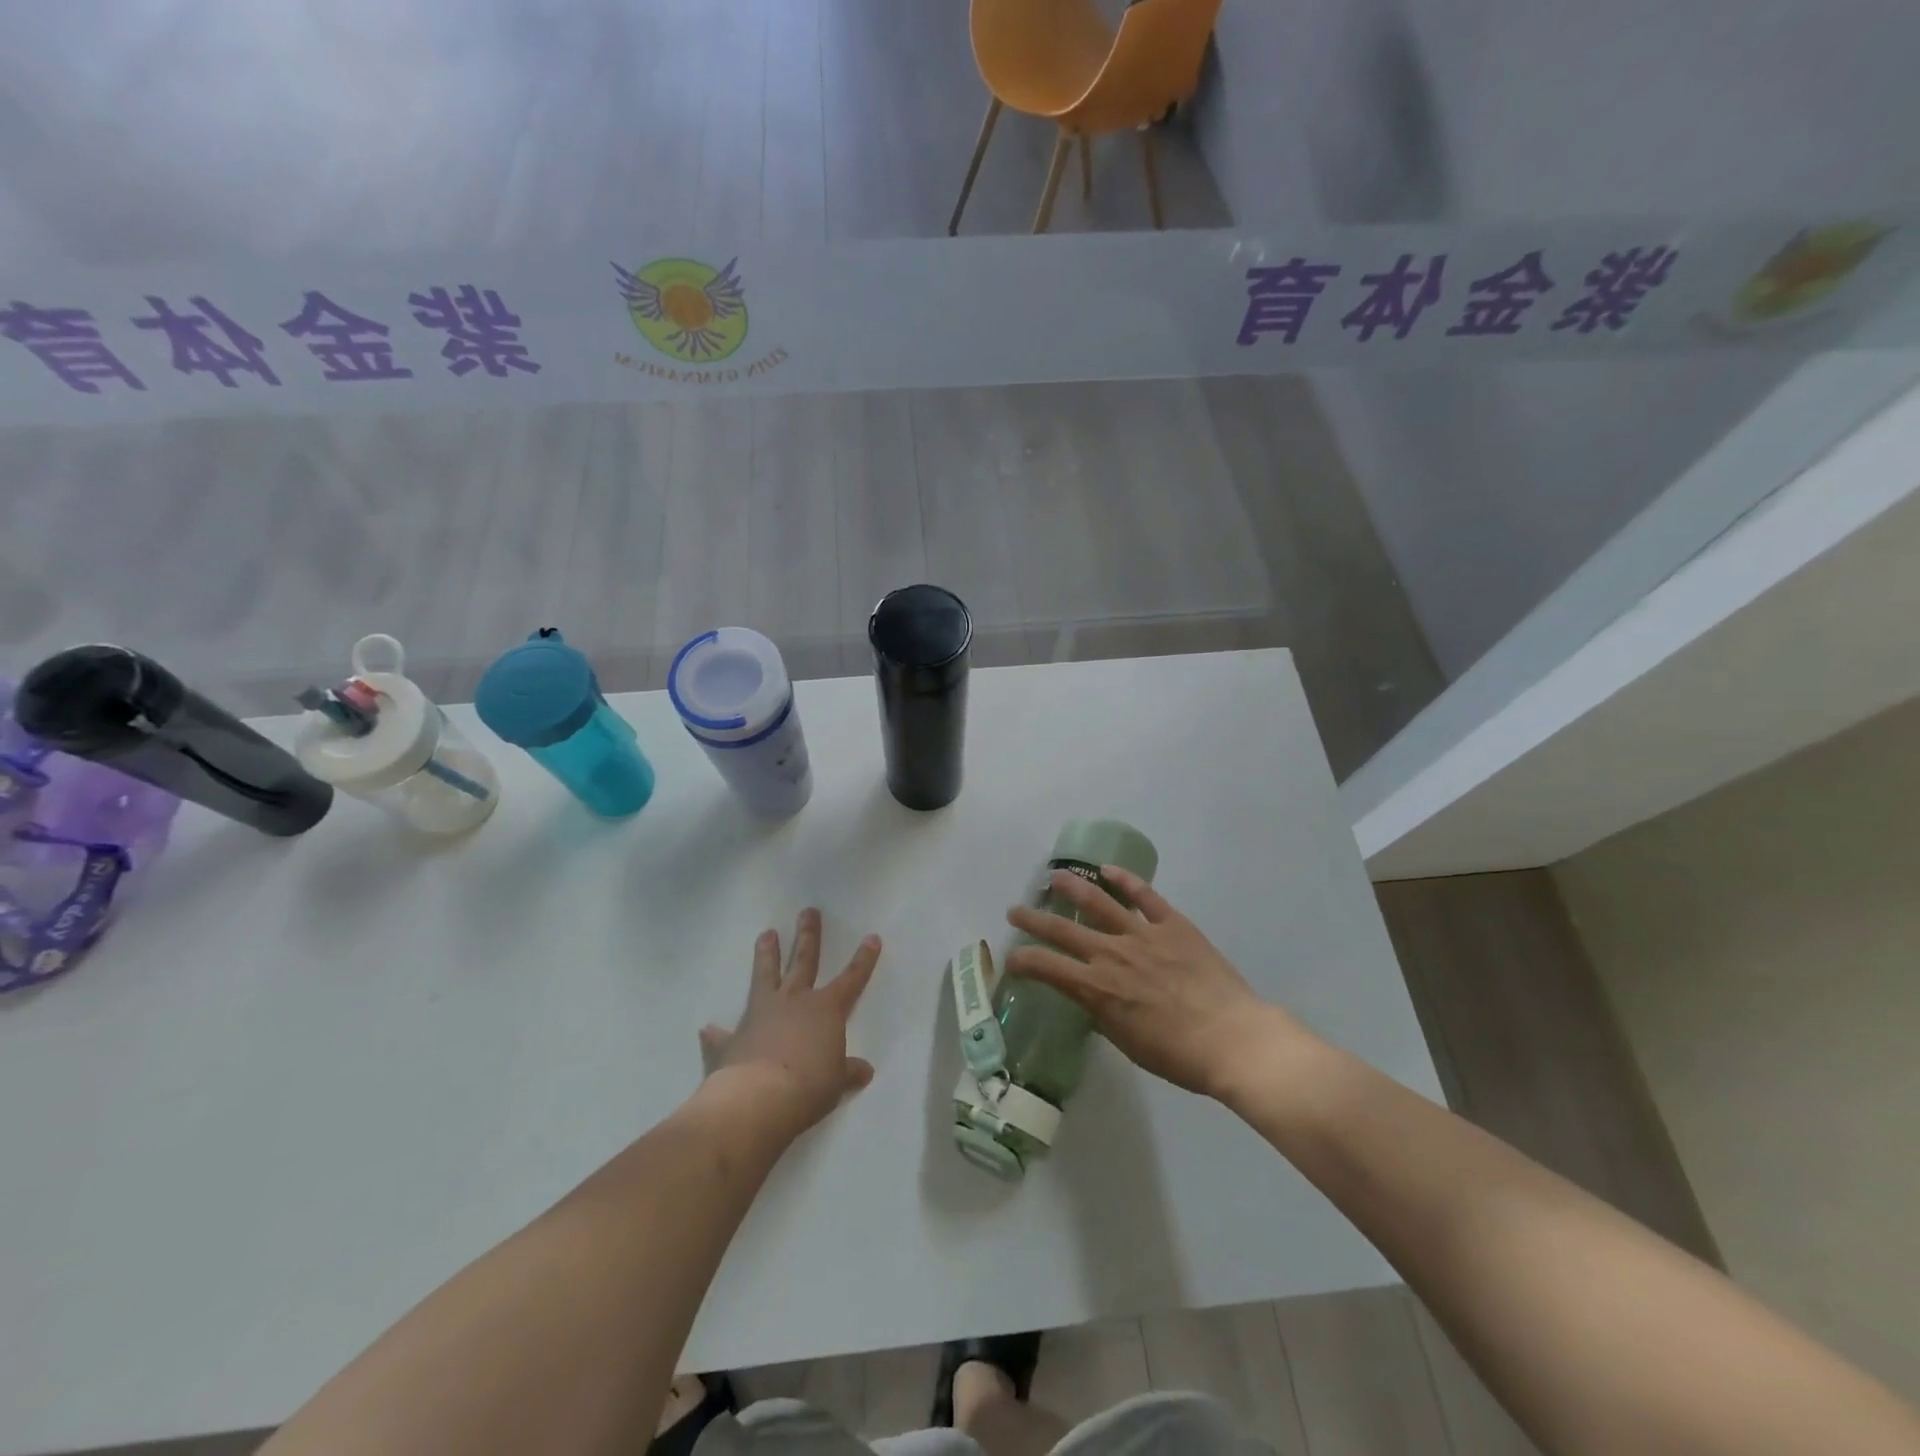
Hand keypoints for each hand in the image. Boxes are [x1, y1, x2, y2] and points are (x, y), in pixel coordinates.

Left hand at [699, 909, 880, 1141]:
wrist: (758, 1099)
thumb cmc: (809, 1087)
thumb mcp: (836, 1083)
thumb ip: (848, 1071)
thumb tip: (864, 1070)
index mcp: (825, 1010)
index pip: (851, 979)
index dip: (863, 960)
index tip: (871, 937)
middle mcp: (793, 1002)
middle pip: (803, 961)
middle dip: (808, 936)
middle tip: (807, 912)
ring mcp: (760, 1015)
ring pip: (765, 977)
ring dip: (766, 956)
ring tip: (766, 934)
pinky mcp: (732, 1039)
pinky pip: (722, 1035)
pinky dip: (716, 1034)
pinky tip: (707, 1029)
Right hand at [1005, 867, 1295, 1100]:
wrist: (1232, 1039)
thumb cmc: (1178, 1055)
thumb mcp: (1126, 1041)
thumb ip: (1103, 1012)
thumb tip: (1092, 996)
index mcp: (1097, 988)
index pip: (1046, 967)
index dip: (1022, 960)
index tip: (1011, 958)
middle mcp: (1112, 954)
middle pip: (1062, 929)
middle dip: (1033, 919)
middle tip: (1015, 910)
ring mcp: (1142, 934)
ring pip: (1098, 901)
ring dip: (1072, 887)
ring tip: (1055, 877)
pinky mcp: (1172, 924)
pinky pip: (1144, 895)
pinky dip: (1125, 879)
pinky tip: (1108, 870)